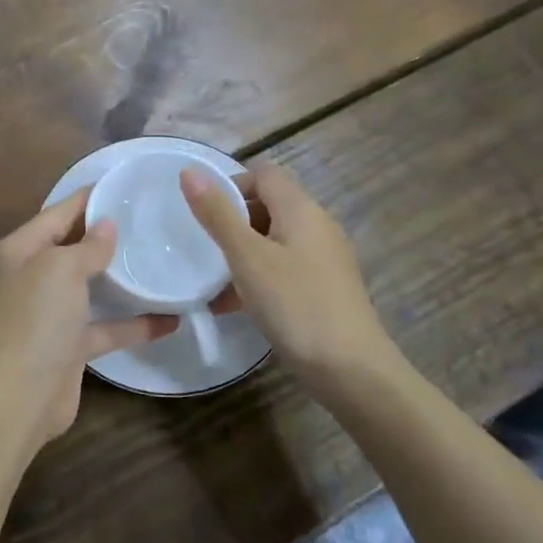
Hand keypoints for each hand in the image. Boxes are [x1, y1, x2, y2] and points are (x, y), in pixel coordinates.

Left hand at [0, 191, 169, 448]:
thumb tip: (106, 225)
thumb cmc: (38, 319)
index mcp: (22, 249)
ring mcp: (51, 312)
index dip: (90, 198)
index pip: (59, 212)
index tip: (125, 186)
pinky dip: (133, 324)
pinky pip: (105, 326)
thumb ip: (88, 245)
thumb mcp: (62, 269)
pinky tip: (169, 319)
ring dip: (121, 278)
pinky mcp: (70, 345)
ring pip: (91, 286)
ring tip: (161, 261)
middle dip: (108, 236)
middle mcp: (33, 276)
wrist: (21, 397)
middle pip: (74, 247)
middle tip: (150, 221)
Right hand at [183, 161, 404, 383]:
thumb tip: (189, 171)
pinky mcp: (327, 288)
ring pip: (275, 240)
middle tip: (207, 249)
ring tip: (215, 283)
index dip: (232, 185)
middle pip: (269, 205)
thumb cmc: (295, 304)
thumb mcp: (247, 257)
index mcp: (301, 209)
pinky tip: (238, 306)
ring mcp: (326, 258)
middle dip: (234, 222)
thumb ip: (217, 214)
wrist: (352, 371)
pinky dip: (261, 277)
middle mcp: (318, 225)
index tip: (206, 215)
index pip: (264, 174)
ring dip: (244, 253)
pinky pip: (287, 268)